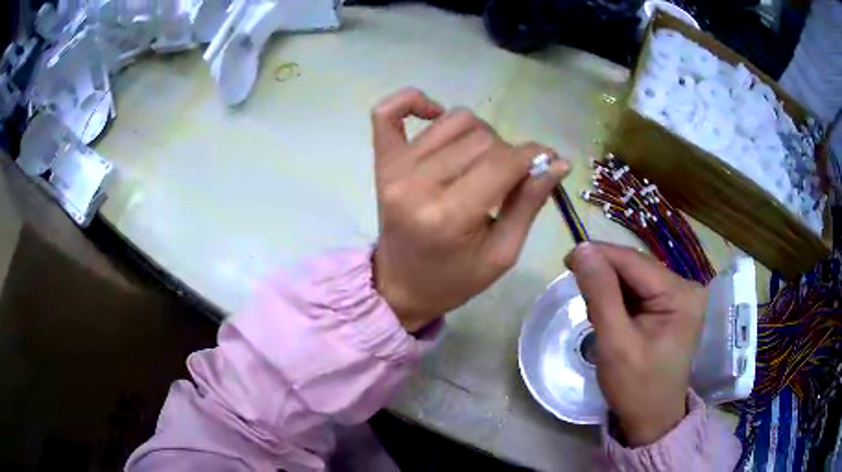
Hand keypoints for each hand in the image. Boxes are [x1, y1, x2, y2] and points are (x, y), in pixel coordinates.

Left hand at [371, 88, 568, 331]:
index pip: (503, 162)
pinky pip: (388, 111)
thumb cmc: (455, 279)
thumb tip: (557, 161)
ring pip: (454, 120)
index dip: (534, 156)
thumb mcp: (502, 253)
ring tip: (480, 162)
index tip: (548, 162)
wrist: (401, 286)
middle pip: (482, 138)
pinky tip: (434, 113)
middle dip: (507, 154)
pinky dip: (412, 100)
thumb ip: (529, 204)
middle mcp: (417, 184)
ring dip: (478, 134)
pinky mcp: (382, 160)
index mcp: (448, 215)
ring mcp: (395, 168)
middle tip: (507, 180)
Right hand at [565, 242, 706, 446]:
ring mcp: (681, 298)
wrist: (651, 420)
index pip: (634, 262)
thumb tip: (582, 249)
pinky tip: (612, 320)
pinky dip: (620, 302)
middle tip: (582, 300)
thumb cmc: (636, 387)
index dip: (599, 256)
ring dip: (611, 292)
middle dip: (605, 279)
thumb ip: (601, 294)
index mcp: (680, 294)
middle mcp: (686, 288)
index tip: (566, 261)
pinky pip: (640, 293)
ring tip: (598, 318)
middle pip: (636, 269)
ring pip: (635, 279)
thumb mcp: (615, 343)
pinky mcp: (672, 308)